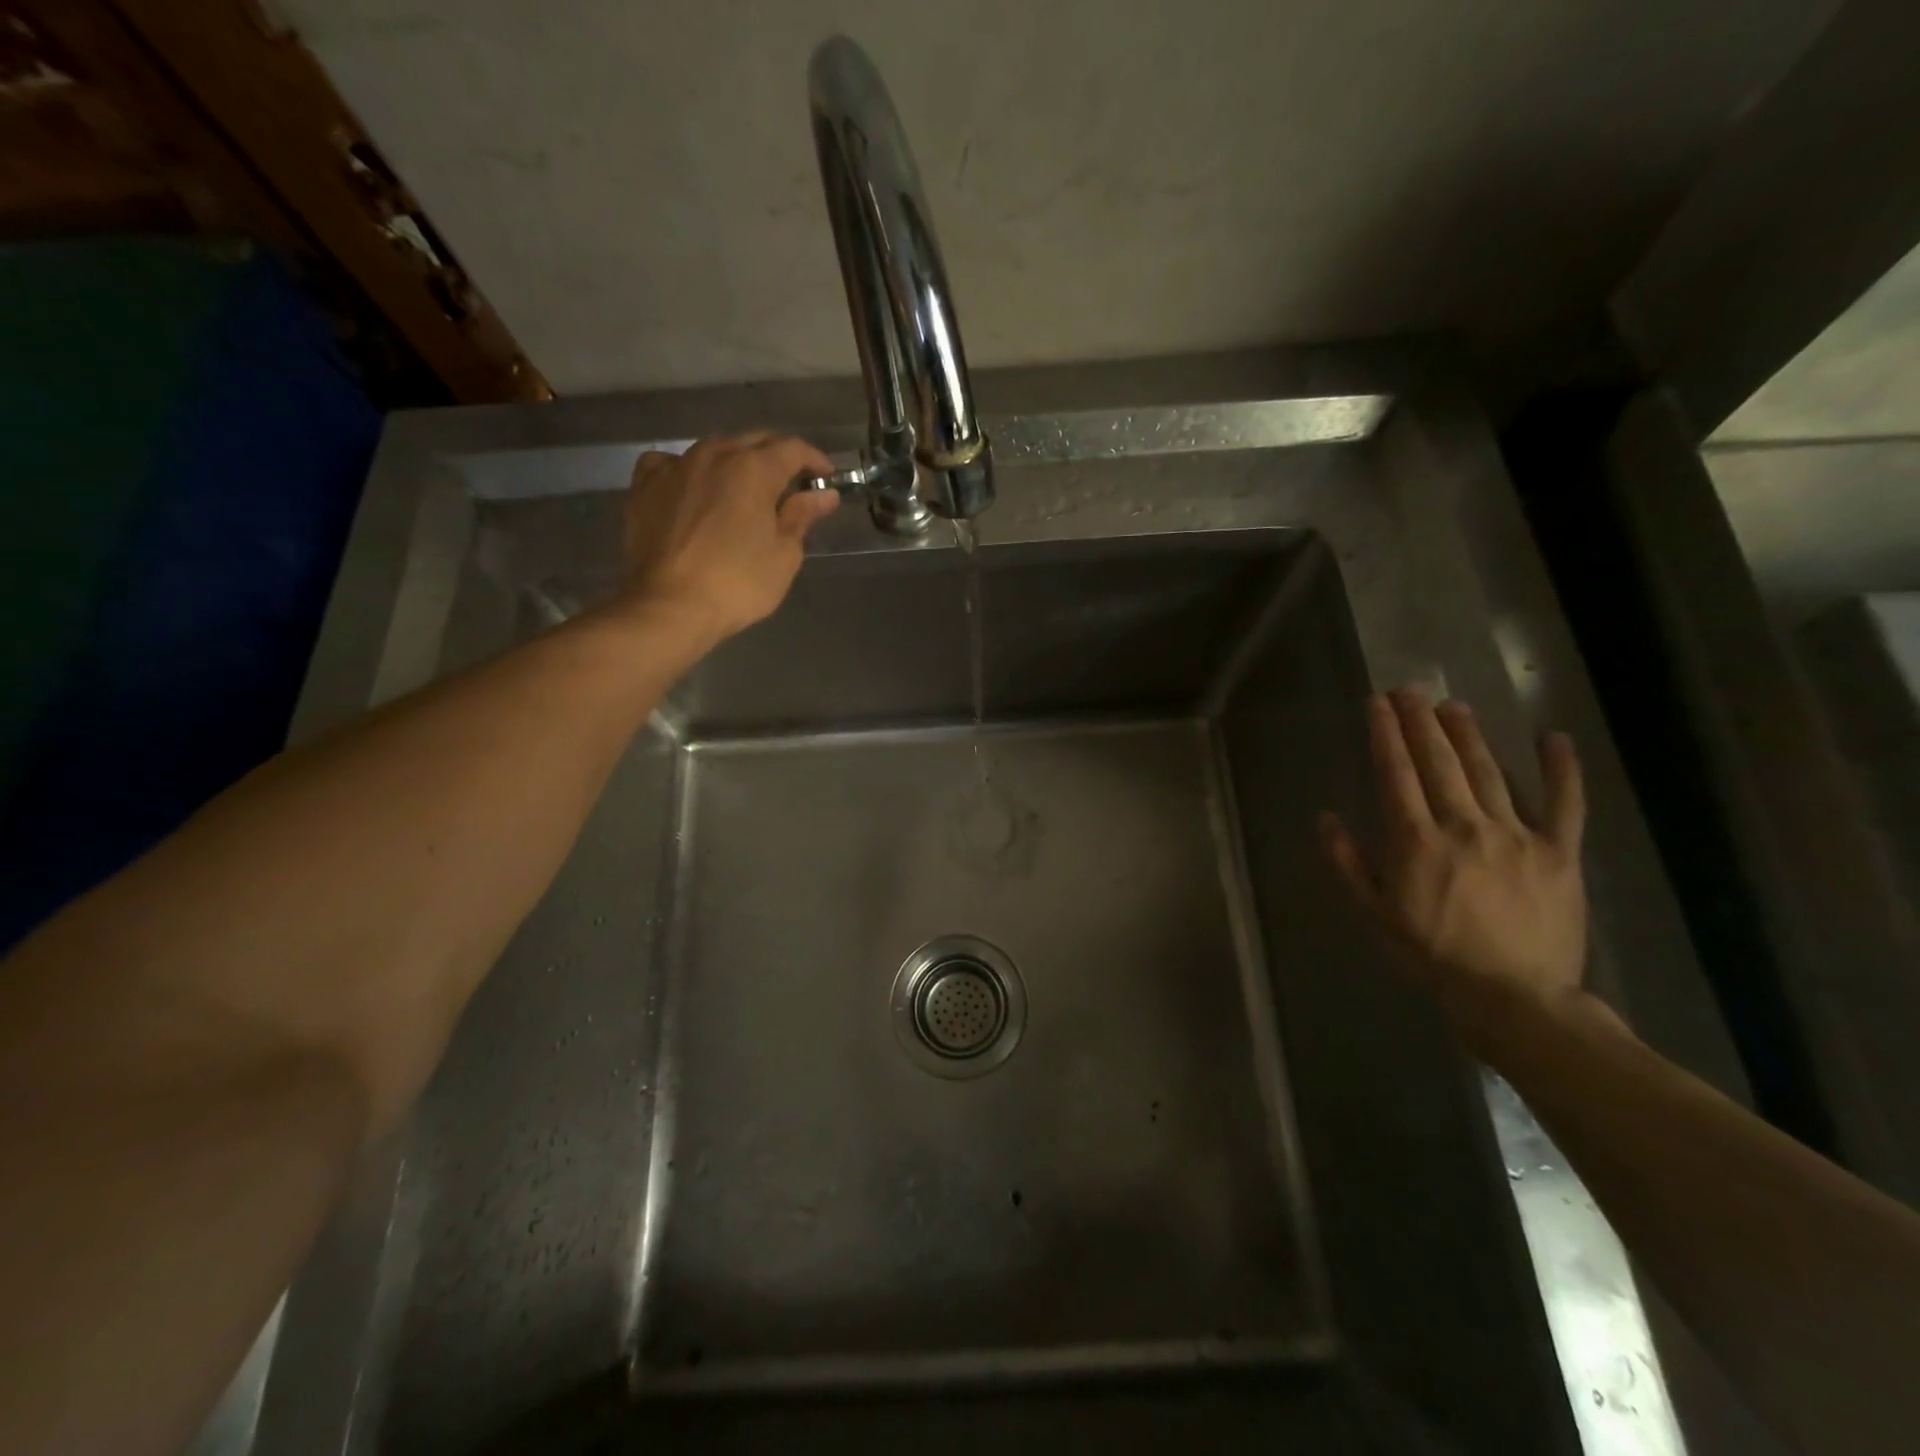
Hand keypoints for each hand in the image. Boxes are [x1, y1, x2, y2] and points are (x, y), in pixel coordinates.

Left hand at [619, 432, 840, 640]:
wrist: (669, 606)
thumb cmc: (737, 584)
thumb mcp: (783, 554)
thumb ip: (802, 517)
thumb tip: (824, 494)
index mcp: (753, 468)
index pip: (792, 449)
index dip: (814, 459)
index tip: (826, 477)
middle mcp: (713, 455)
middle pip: (753, 441)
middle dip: (776, 457)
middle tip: (791, 484)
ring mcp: (675, 467)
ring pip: (713, 450)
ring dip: (735, 462)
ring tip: (745, 488)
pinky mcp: (645, 486)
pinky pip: (671, 463)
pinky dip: (689, 470)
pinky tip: (693, 487)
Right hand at [1320, 688, 1589, 1045]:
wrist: (1514, 998)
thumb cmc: (1433, 955)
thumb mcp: (1374, 914)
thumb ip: (1348, 863)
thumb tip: (1326, 818)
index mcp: (1416, 840)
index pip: (1395, 773)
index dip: (1384, 734)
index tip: (1377, 704)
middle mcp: (1464, 825)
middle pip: (1439, 762)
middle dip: (1421, 722)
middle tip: (1409, 689)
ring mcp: (1517, 835)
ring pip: (1490, 772)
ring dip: (1469, 735)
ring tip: (1453, 705)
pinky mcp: (1559, 852)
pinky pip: (1565, 804)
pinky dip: (1561, 770)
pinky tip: (1553, 738)